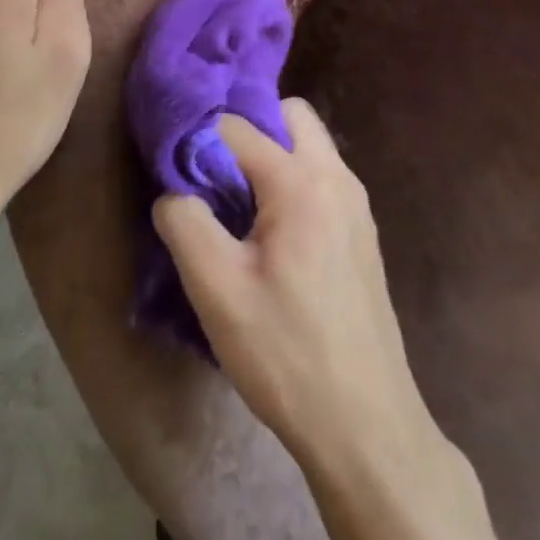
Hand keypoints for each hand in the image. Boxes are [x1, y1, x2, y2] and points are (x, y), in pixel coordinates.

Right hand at [151, 99, 435, 473]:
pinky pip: (323, 177)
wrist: (366, 425)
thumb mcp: (217, 290)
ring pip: (310, 144)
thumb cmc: (286, 353)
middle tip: (214, 173)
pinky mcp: (362, 232)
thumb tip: (172, 190)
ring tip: (238, 204)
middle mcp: (336, 176)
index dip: (200, 140)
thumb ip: (185, 223)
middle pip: (289, 114)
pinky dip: (293, 181)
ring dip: (273, 155)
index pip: (237, 126)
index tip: (175, 169)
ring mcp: (356, 203)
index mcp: (301, 181)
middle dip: (249, 129)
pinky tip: (271, 234)